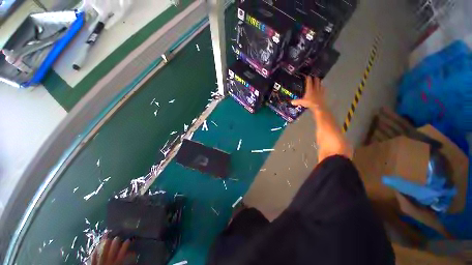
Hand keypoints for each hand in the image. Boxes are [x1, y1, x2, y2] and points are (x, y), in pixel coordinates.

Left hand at [92, 236, 132, 264]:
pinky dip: (95, 250)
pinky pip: (93, 257)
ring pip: (102, 252)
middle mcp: (108, 262)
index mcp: (117, 264)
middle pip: (112, 250)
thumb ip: (127, 262)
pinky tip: (96, 245)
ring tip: (107, 236)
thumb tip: (133, 253)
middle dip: (115, 243)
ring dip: (104, 244)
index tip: (128, 240)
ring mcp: (99, 263)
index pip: (122, 253)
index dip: (125, 246)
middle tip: (118, 237)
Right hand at [292, 76, 325, 109]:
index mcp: (310, 89)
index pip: (309, 81)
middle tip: (313, 77)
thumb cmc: (310, 103)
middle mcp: (315, 88)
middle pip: (316, 80)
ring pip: (320, 84)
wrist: (319, 107)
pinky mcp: (323, 94)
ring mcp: (320, 91)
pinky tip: (322, 87)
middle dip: (315, 78)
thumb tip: (291, 102)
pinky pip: (323, 89)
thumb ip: (296, 101)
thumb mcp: (301, 102)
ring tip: (318, 81)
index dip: (308, 77)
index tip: (307, 75)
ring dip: (319, 82)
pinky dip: (322, 87)